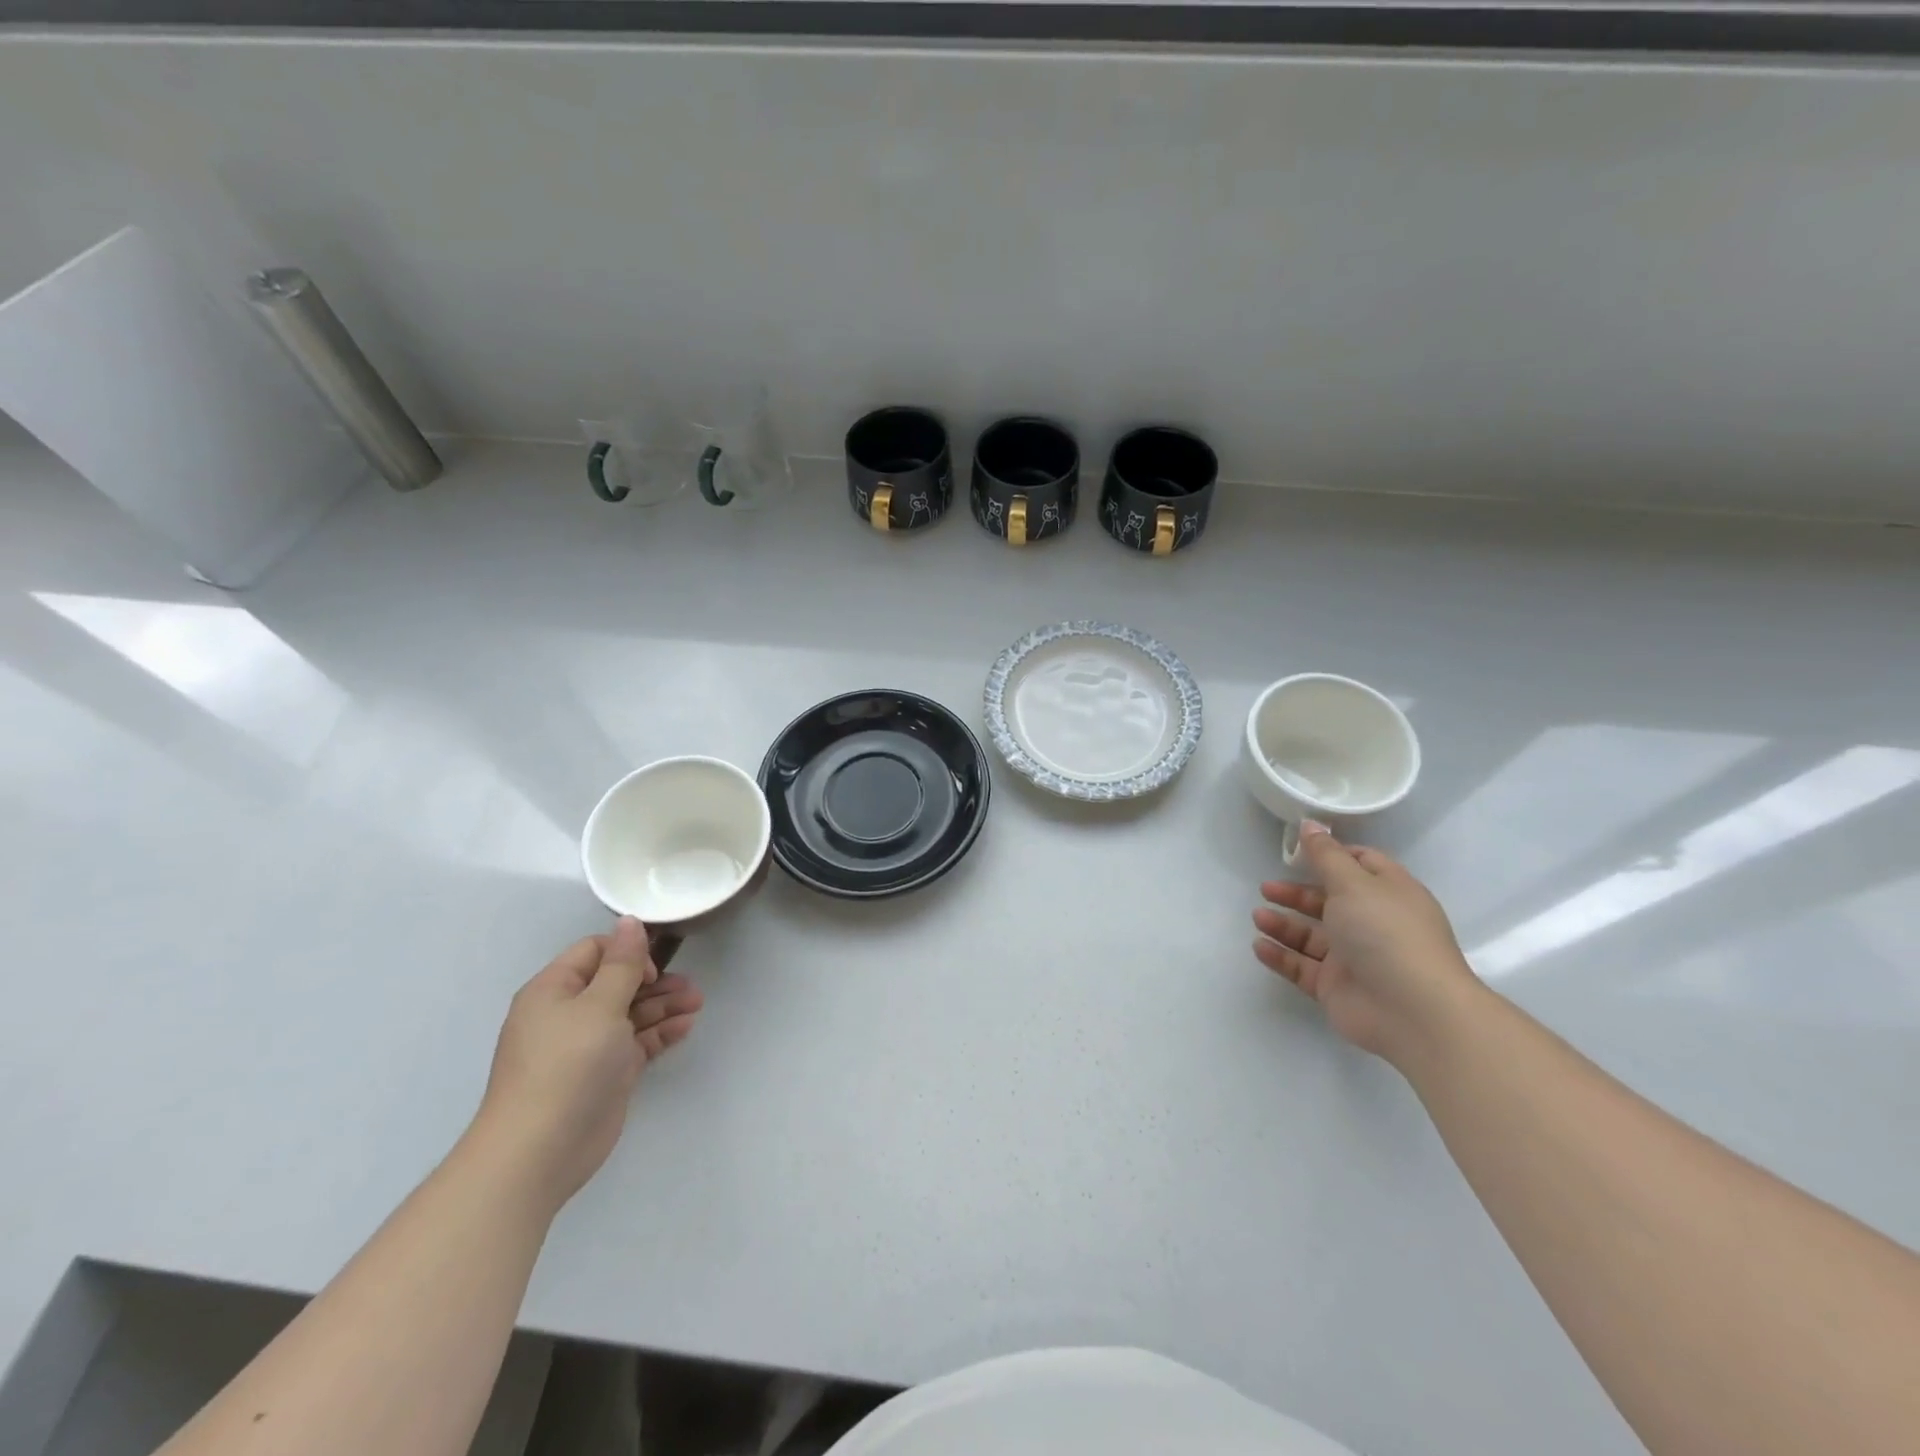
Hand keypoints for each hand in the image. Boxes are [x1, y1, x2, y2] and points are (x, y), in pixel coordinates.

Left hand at [470, 917, 703, 1214]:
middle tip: (690, 986)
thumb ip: (622, 963)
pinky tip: (687, 1026)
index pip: (595, 952)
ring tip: (697, 1003)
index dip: (627, 952)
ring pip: (631, 1012)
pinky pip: (636, 1041)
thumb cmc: (567, 1065)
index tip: (653, 967)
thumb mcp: (599, 1005)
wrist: (539, 1151)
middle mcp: (569, 1013)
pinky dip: (660, 1032)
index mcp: (554, 990)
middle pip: (618, 982)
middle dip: (656, 981)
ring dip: (664, 1005)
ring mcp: (587, 1045)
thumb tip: (629, 920)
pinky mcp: (605, 1073)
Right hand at [1252, 822, 1480, 1066]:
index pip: (1362, 865)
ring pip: (1312, 936)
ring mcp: (1355, 958)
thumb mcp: (1353, 883)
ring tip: (1258, 917)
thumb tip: (1310, 824)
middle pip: (1329, 901)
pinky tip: (1259, 946)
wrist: (1412, 1011)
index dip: (1332, 855)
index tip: (1300, 852)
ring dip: (1284, 924)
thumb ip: (1326, 855)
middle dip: (1297, 893)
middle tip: (1267, 888)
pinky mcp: (1337, 987)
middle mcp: (1374, 923)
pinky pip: (1302, 966)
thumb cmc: (1385, 933)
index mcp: (1389, 893)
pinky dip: (1281, 955)